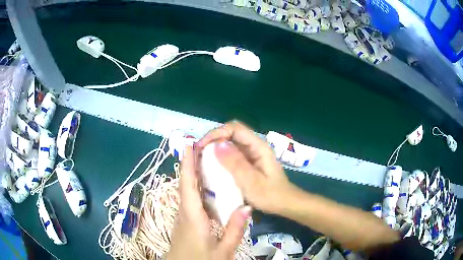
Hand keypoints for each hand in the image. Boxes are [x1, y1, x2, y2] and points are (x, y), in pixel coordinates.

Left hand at [167, 146, 251, 259]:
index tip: (188, 144)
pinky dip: (195, 187)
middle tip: (203, 146)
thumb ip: (235, 229)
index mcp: (193, 216)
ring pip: (186, 190)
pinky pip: (189, 198)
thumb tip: (247, 206)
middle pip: (185, 183)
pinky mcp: (185, 220)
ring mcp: (182, 216)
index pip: (188, 185)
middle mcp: (184, 211)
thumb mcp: (223, 250)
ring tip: (206, 159)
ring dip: (192, 173)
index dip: (187, 164)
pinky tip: (207, 186)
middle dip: (190, 163)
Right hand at [197, 121, 295, 213]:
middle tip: (200, 152)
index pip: (235, 128)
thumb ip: (235, 163)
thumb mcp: (251, 182)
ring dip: (216, 148)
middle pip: (232, 133)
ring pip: (231, 143)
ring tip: (202, 158)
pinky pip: (233, 154)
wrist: (284, 203)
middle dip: (214, 139)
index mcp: (258, 146)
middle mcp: (255, 146)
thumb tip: (217, 144)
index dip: (217, 133)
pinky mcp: (249, 162)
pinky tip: (213, 166)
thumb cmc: (270, 195)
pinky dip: (221, 157)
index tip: (202, 145)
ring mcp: (252, 154)